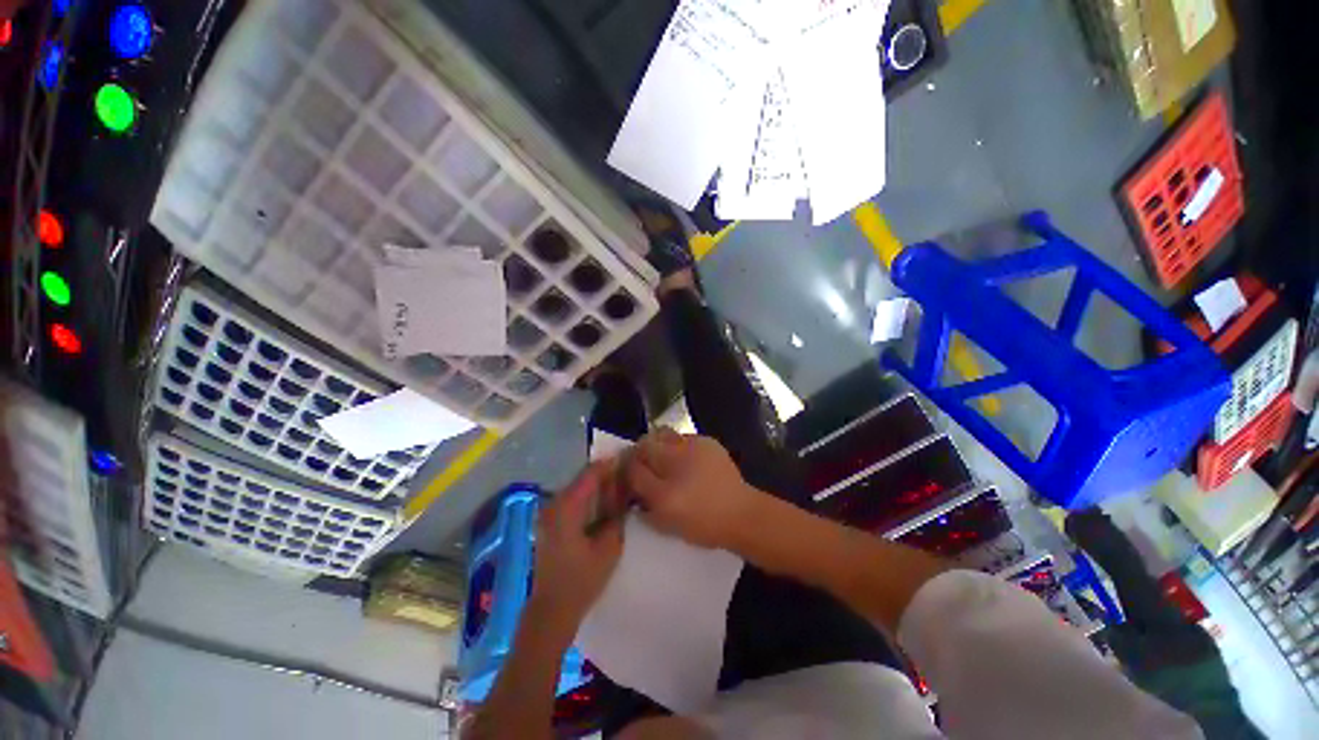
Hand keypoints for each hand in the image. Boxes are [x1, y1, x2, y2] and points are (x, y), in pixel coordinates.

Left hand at [528, 463, 624, 635]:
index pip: (592, 472)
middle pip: (584, 477)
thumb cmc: (582, 580)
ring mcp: (550, 512)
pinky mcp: (551, 522)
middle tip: (630, 473)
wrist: (552, 610)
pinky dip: (590, 496)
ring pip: (579, 487)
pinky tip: (606, 502)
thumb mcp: (610, 546)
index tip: (632, 460)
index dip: (612, 464)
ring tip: (622, 486)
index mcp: (567, 506)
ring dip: (599, 484)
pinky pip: (574, 498)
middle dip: (607, 473)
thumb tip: (626, 492)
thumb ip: (618, 514)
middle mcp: (555, 502)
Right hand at [623, 429, 761, 549]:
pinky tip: (686, 459)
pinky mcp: (708, 441)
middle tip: (644, 464)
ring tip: (664, 459)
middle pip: (646, 443)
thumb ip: (643, 503)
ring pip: (663, 434)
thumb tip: (631, 484)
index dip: (627, 468)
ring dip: (657, 444)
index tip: (629, 474)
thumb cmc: (702, 523)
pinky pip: (683, 437)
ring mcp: (694, 446)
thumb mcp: (665, 522)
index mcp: (665, 486)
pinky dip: (678, 446)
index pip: (633, 465)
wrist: (742, 514)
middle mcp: (677, 459)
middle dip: (640, 452)